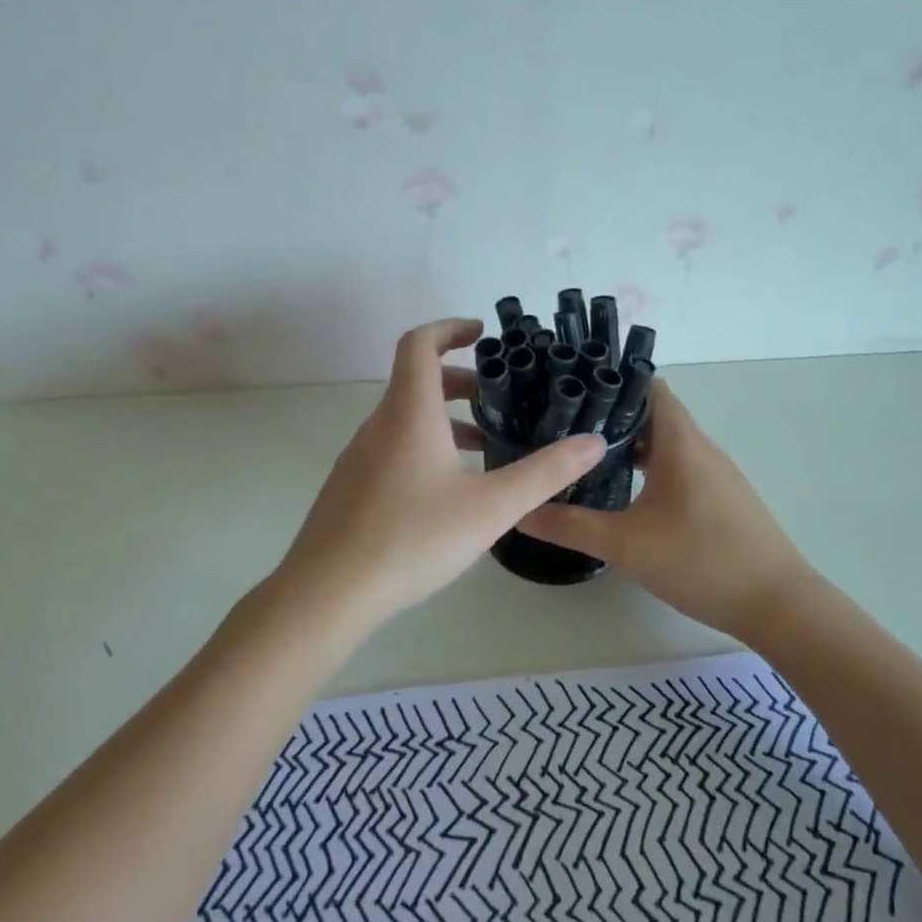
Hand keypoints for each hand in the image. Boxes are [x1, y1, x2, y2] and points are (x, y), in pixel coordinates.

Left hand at [272, 318, 605, 627]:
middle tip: (499, 398)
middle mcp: (378, 425)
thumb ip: (546, 473)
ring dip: (444, 418)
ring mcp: (358, 457)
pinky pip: (392, 447)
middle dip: (460, 380)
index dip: (449, 328)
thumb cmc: (413, 538)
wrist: (327, 593)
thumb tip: (594, 442)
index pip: (419, 344)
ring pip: (405, 418)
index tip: (481, 332)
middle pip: (416, 381)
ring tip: (485, 446)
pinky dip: (424, 445)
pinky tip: (448, 491)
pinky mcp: (350, 488)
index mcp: (409, 414)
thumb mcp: (492, 507)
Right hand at [518, 379, 813, 637]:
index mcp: (680, 442)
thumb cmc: (702, 561)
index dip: (611, 380)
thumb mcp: (627, 545)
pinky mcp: (721, 498)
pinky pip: (679, 466)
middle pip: (654, 413)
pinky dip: (650, 467)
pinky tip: (627, 492)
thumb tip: (521, 512)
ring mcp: (715, 474)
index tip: (571, 386)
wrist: (778, 604)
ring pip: (666, 443)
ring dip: (631, 444)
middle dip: (610, 415)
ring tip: (585, 455)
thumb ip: (571, 526)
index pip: (648, 386)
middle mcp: (700, 448)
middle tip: (563, 424)